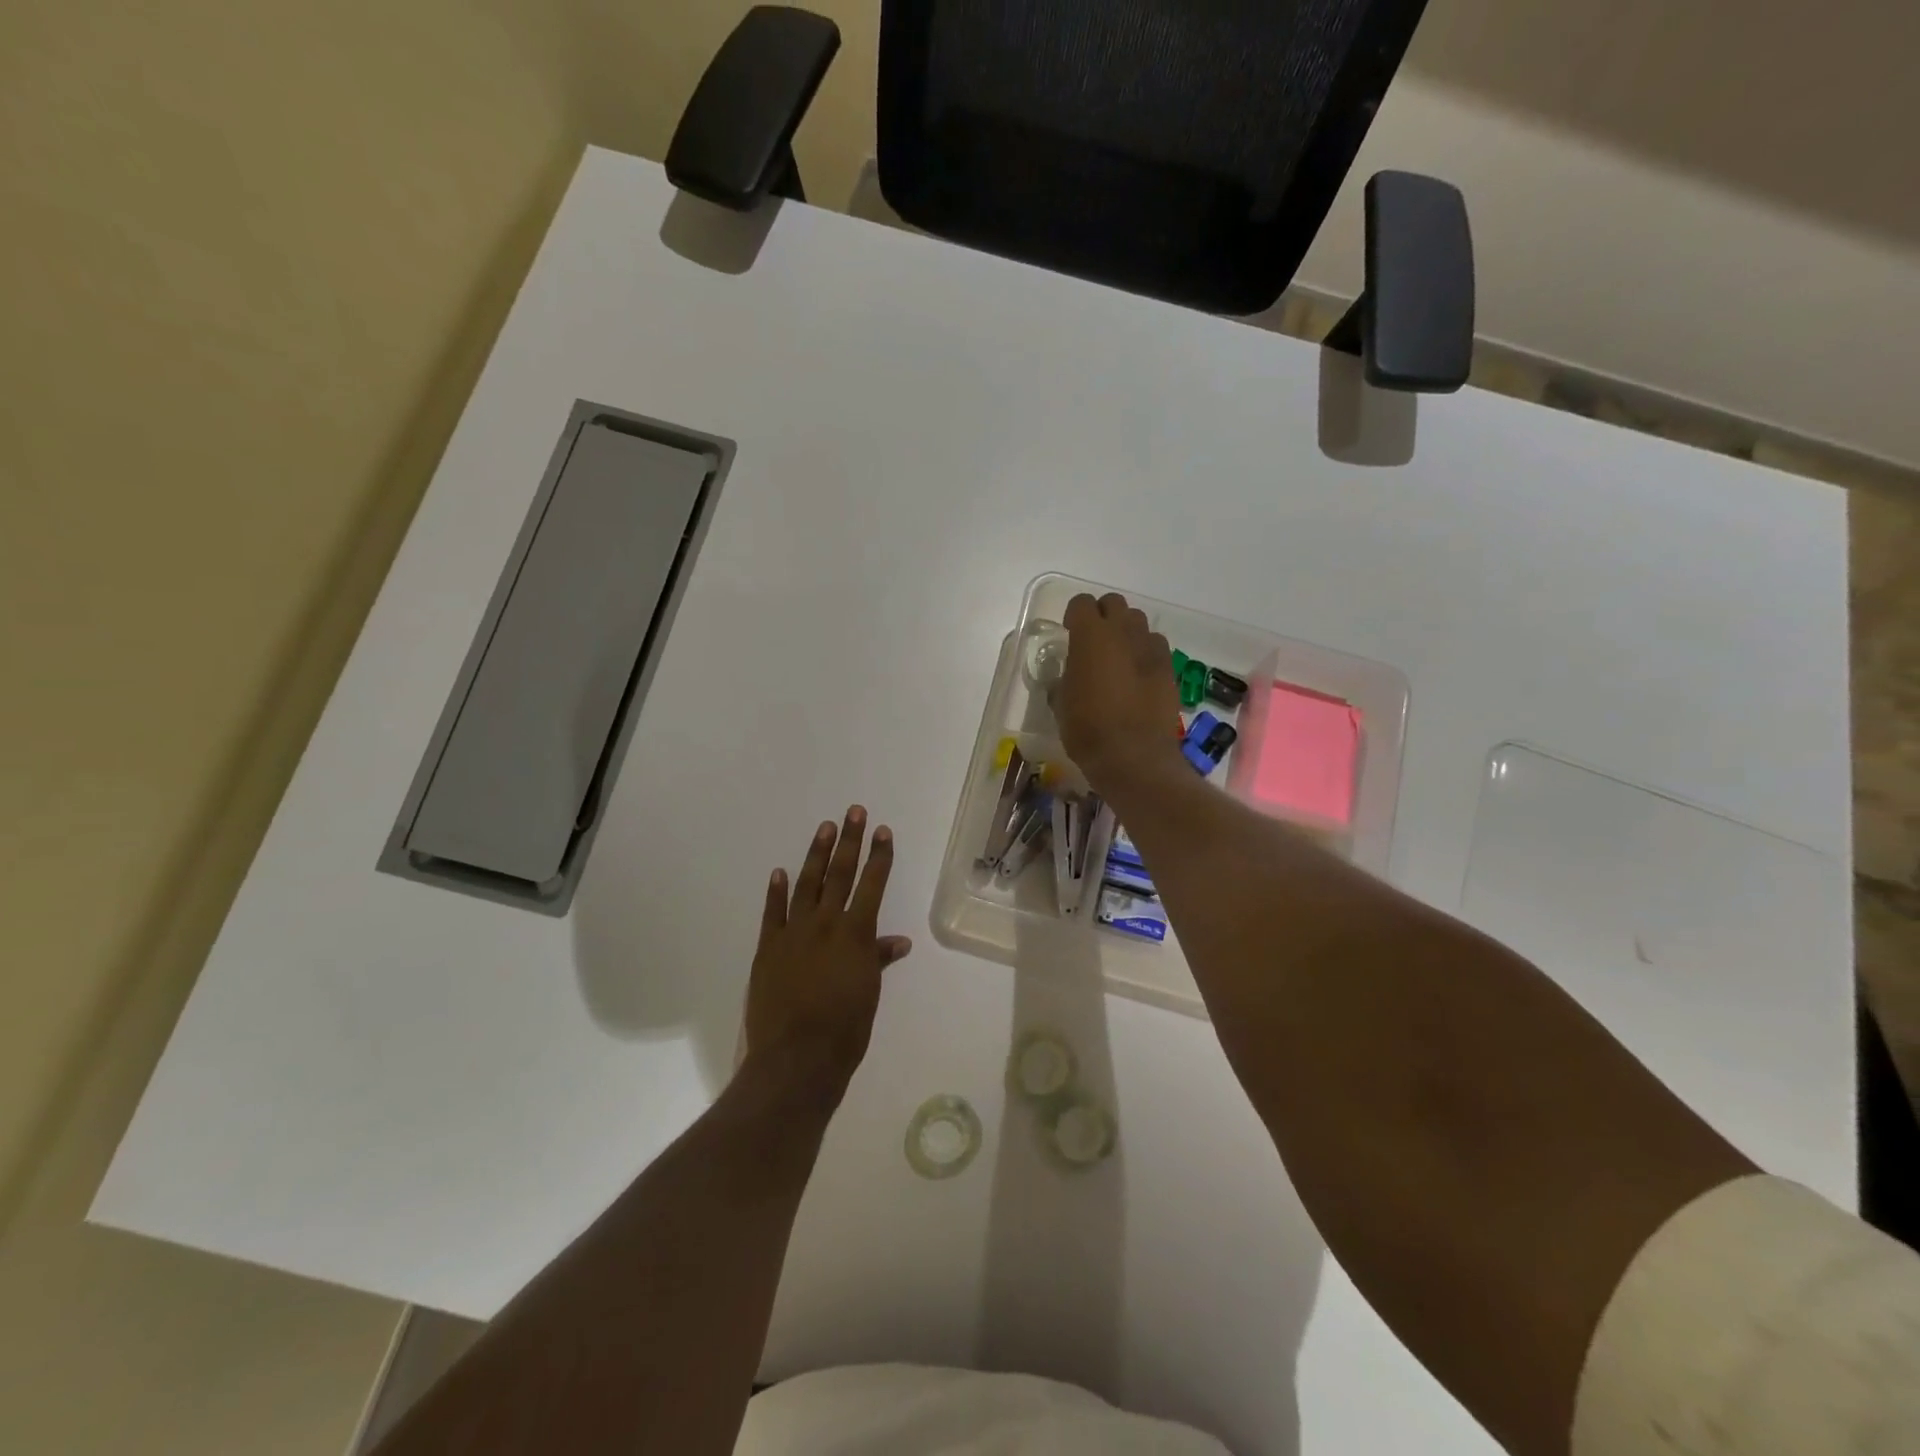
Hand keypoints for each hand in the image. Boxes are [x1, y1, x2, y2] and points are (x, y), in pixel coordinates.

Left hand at [744, 806, 912, 1089]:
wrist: (796, 1058)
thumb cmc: (845, 1029)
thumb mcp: (869, 993)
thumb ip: (879, 960)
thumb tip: (898, 941)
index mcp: (855, 934)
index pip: (872, 884)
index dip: (879, 856)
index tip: (883, 831)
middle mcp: (825, 924)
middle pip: (840, 874)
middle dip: (850, 841)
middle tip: (854, 812)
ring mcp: (793, 933)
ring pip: (806, 884)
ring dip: (816, 855)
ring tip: (825, 828)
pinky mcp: (768, 948)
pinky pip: (772, 913)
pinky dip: (775, 891)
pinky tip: (778, 872)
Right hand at [1056, 592, 1183, 791]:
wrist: (1134, 757)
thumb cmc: (1087, 730)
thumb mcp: (1061, 703)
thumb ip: (1065, 677)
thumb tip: (1070, 674)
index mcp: (1090, 636)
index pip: (1081, 603)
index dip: (1074, 616)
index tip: (1069, 633)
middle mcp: (1123, 632)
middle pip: (1114, 604)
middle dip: (1102, 616)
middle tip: (1094, 642)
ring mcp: (1150, 648)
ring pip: (1138, 622)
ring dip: (1126, 632)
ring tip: (1118, 657)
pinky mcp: (1169, 667)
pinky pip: (1155, 646)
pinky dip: (1145, 653)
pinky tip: (1138, 676)